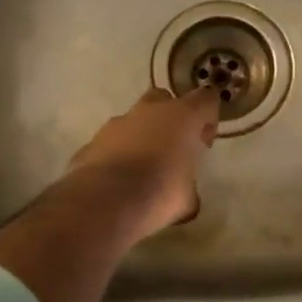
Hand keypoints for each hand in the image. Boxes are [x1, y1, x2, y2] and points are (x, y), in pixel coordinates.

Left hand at [65, 87, 220, 240]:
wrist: (105, 202)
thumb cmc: (159, 193)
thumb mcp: (187, 198)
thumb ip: (189, 186)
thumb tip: (187, 195)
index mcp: (183, 117)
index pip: (206, 99)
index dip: (208, 118)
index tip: (203, 142)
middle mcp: (150, 111)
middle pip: (165, 99)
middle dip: (170, 118)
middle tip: (173, 148)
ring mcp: (118, 122)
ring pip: (135, 120)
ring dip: (142, 136)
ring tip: (143, 169)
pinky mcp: (93, 140)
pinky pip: (112, 141)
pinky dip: (118, 154)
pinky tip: (118, 180)